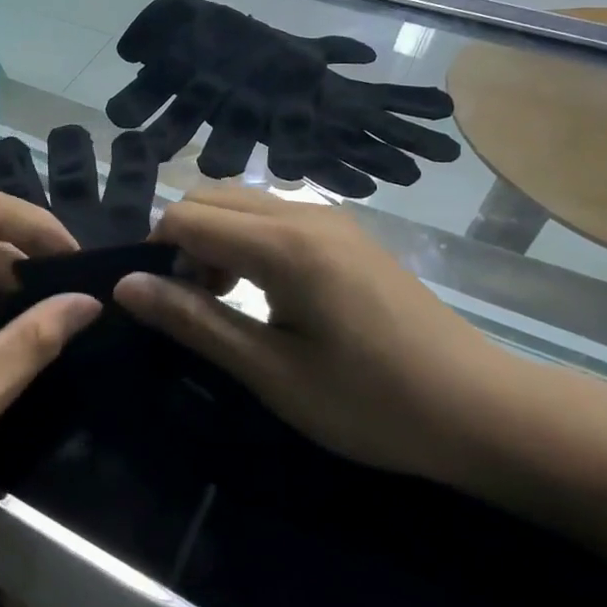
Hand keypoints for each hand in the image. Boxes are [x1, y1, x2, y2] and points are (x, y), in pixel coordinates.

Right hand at [114, 185, 498, 482]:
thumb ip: (194, 321)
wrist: (481, 409)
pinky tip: (267, 290)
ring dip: (214, 239)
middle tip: (197, 305)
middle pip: (209, 197)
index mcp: (284, 244)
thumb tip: (126, 286)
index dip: (157, 253)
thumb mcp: (271, 372)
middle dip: (183, 242)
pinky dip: (246, 239)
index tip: (165, 305)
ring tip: (228, 300)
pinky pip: (272, 214)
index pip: (185, 217)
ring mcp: (331, 218)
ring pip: (240, 202)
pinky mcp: (346, 232)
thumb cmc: (371, 402)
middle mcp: (304, 212)